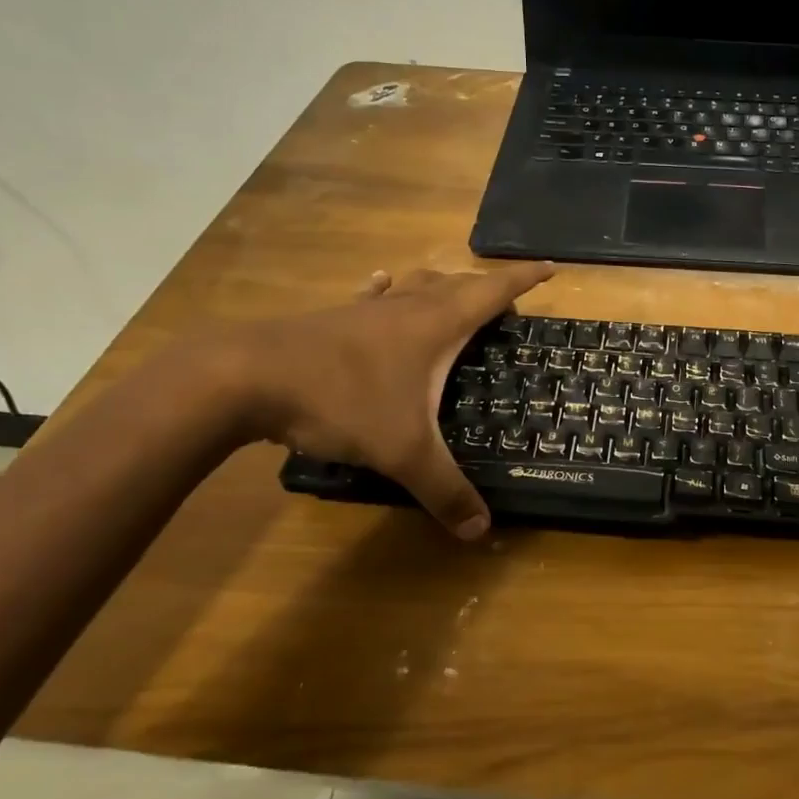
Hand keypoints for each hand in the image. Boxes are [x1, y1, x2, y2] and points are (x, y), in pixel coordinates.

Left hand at [224, 264, 553, 538]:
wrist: (247, 377)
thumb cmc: (342, 401)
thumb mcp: (403, 452)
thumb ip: (444, 490)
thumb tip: (481, 530)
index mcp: (436, 325)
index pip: (492, 292)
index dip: (524, 279)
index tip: (551, 268)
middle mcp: (406, 307)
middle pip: (457, 284)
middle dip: (487, 289)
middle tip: (505, 304)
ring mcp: (366, 310)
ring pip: (415, 286)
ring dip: (441, 287)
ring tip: (453, 294)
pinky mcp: (333, 320)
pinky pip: (373, 298)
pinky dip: (388, 291)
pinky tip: (382, 285)